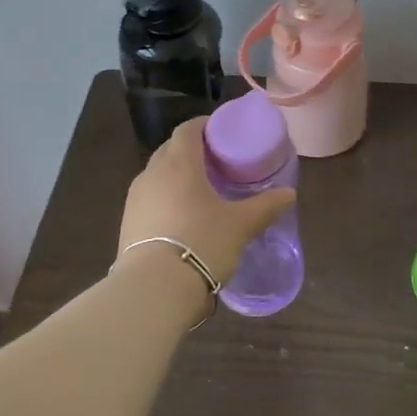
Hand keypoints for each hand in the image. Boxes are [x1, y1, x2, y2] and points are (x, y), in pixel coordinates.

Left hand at [118, 118, 296, 285]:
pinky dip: (165, 198)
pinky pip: (149, 199)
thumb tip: (289, 194)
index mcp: (179, 163)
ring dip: (175, 175)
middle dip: (191, 150)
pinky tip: (181, 218)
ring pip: (157, 175)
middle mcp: (152, 173)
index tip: (222, 131)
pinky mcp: (127, 223)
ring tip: (199, 190)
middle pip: (170, 149)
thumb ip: (266, 206)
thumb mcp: (241, 225)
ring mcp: (135, 199)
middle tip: (216, 162)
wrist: (154, 289)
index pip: (187, 129)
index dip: (204, 125)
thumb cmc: (201, 242)